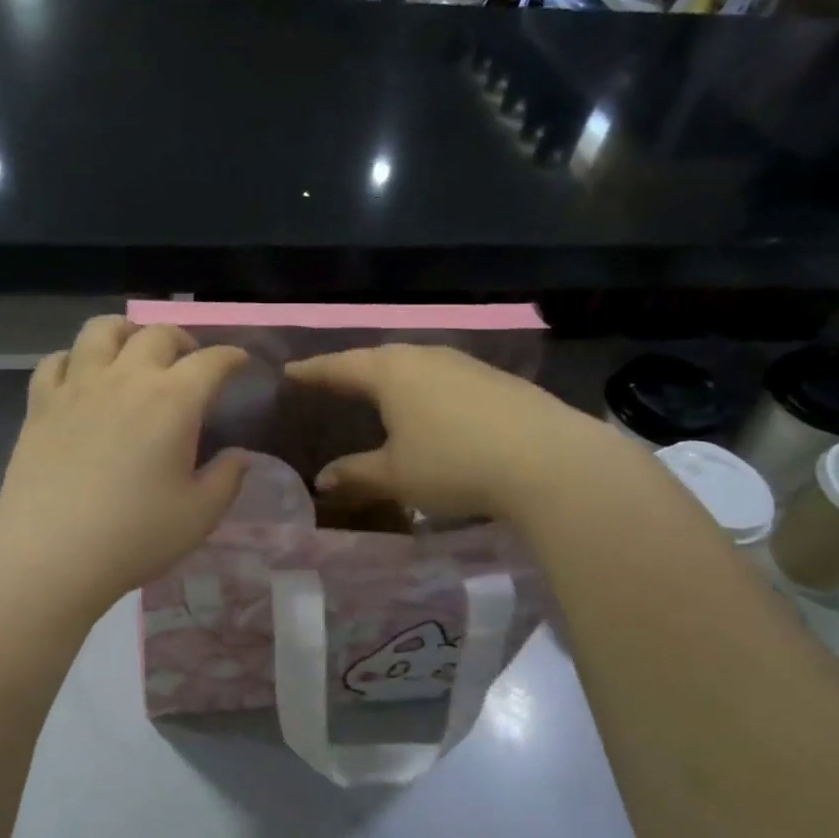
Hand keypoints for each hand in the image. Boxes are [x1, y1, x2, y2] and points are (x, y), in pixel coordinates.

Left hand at [0, 317, 249, 616]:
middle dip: (184, 341)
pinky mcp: (40, 404)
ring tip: (134, 351)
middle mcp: (126, 378)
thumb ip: (227, 479)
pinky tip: (81, 377)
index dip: (233, 357)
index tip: (241, 363)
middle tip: (191, 362)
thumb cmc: (135, 537)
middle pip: (158, 334)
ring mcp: (78, 386)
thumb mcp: (200, 516)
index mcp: (173, 400)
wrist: (50, 555)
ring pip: (103, 330)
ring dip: (127, 332)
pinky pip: (56, 360)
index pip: (212, 361)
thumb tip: (239, 455)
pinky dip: (76, 359)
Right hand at [285, 344, 606, 522]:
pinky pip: (444, 378)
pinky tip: (431, 408)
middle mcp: (425, 357)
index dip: (313, 371)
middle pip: (378, 359)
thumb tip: (322, 480)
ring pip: (415, 365)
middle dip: (352, 371)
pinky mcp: (496, 379)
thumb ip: (356, 474)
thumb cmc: (454, 464)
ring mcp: (464, 364)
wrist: (548, 460)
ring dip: (392, 378)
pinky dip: (425, 389)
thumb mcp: (397, 476)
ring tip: (378, 393)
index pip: (340, 366)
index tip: (290, 372)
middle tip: (332, 382)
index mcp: (391, 373)